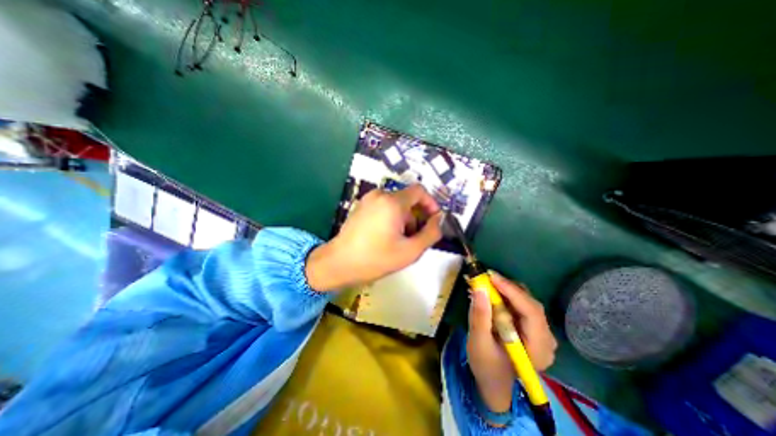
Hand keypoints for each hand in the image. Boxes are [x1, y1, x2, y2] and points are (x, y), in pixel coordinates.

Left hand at [309, 184, 445, 289]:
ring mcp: (368, 200)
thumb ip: (431, 233)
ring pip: (396, 205)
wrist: (339, 263)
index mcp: (392, 202)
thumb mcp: (410, 250)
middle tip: (414, 239)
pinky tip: (385, 237)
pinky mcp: (361, 207)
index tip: (433, 221)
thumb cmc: (376, 258)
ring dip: (403, 220)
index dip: (431, 204)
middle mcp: (379, 195)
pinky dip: (391, 219)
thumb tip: (440, 219)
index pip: (420, 191)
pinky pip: (383, 207)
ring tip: (398, 241)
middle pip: (407, 200)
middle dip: (416, 217)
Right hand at [466, 272, 556, 411]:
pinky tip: (491, 292)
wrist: (493, 381)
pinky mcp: (531, 327)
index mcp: (538, 349)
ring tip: (486, 283)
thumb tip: (479, 288)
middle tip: (485, 277)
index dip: (512, 291)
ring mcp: (540, 332)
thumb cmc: (486, 366)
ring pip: (526, 301)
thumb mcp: (478, 342)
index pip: (532, 313)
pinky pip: (520, 304)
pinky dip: (505, 295)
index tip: (491, 276)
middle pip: (530, 304)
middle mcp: (546, 339)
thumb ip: (480, 316)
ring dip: (505, 289)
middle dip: (507, 288)